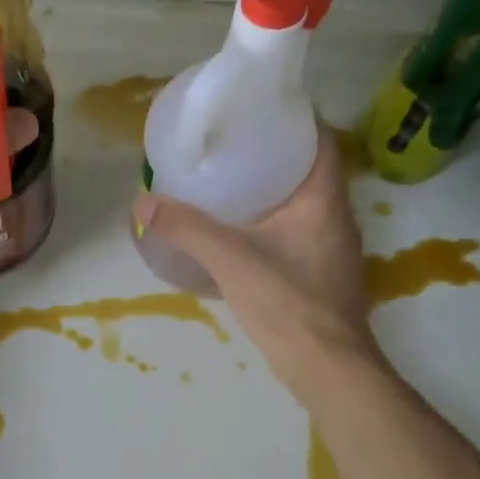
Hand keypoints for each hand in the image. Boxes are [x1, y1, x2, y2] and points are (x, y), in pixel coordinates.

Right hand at [132, 133, 380, 398]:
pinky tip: (242, 231)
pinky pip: (299, 230)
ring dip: (275, 188)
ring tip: (232, 181)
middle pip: (311, 169)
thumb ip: (186, 228)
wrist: (327, 367)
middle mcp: (337, 217)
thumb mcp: (230, 259)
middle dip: (276, 153)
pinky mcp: (322, 273)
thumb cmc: (287, 302)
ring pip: (305, 202)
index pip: (322, 140)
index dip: (296, 119)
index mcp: (324, 199)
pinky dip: (274, 220)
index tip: (259, 111)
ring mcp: (333, 248)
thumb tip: (142, 202)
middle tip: (233, 144)